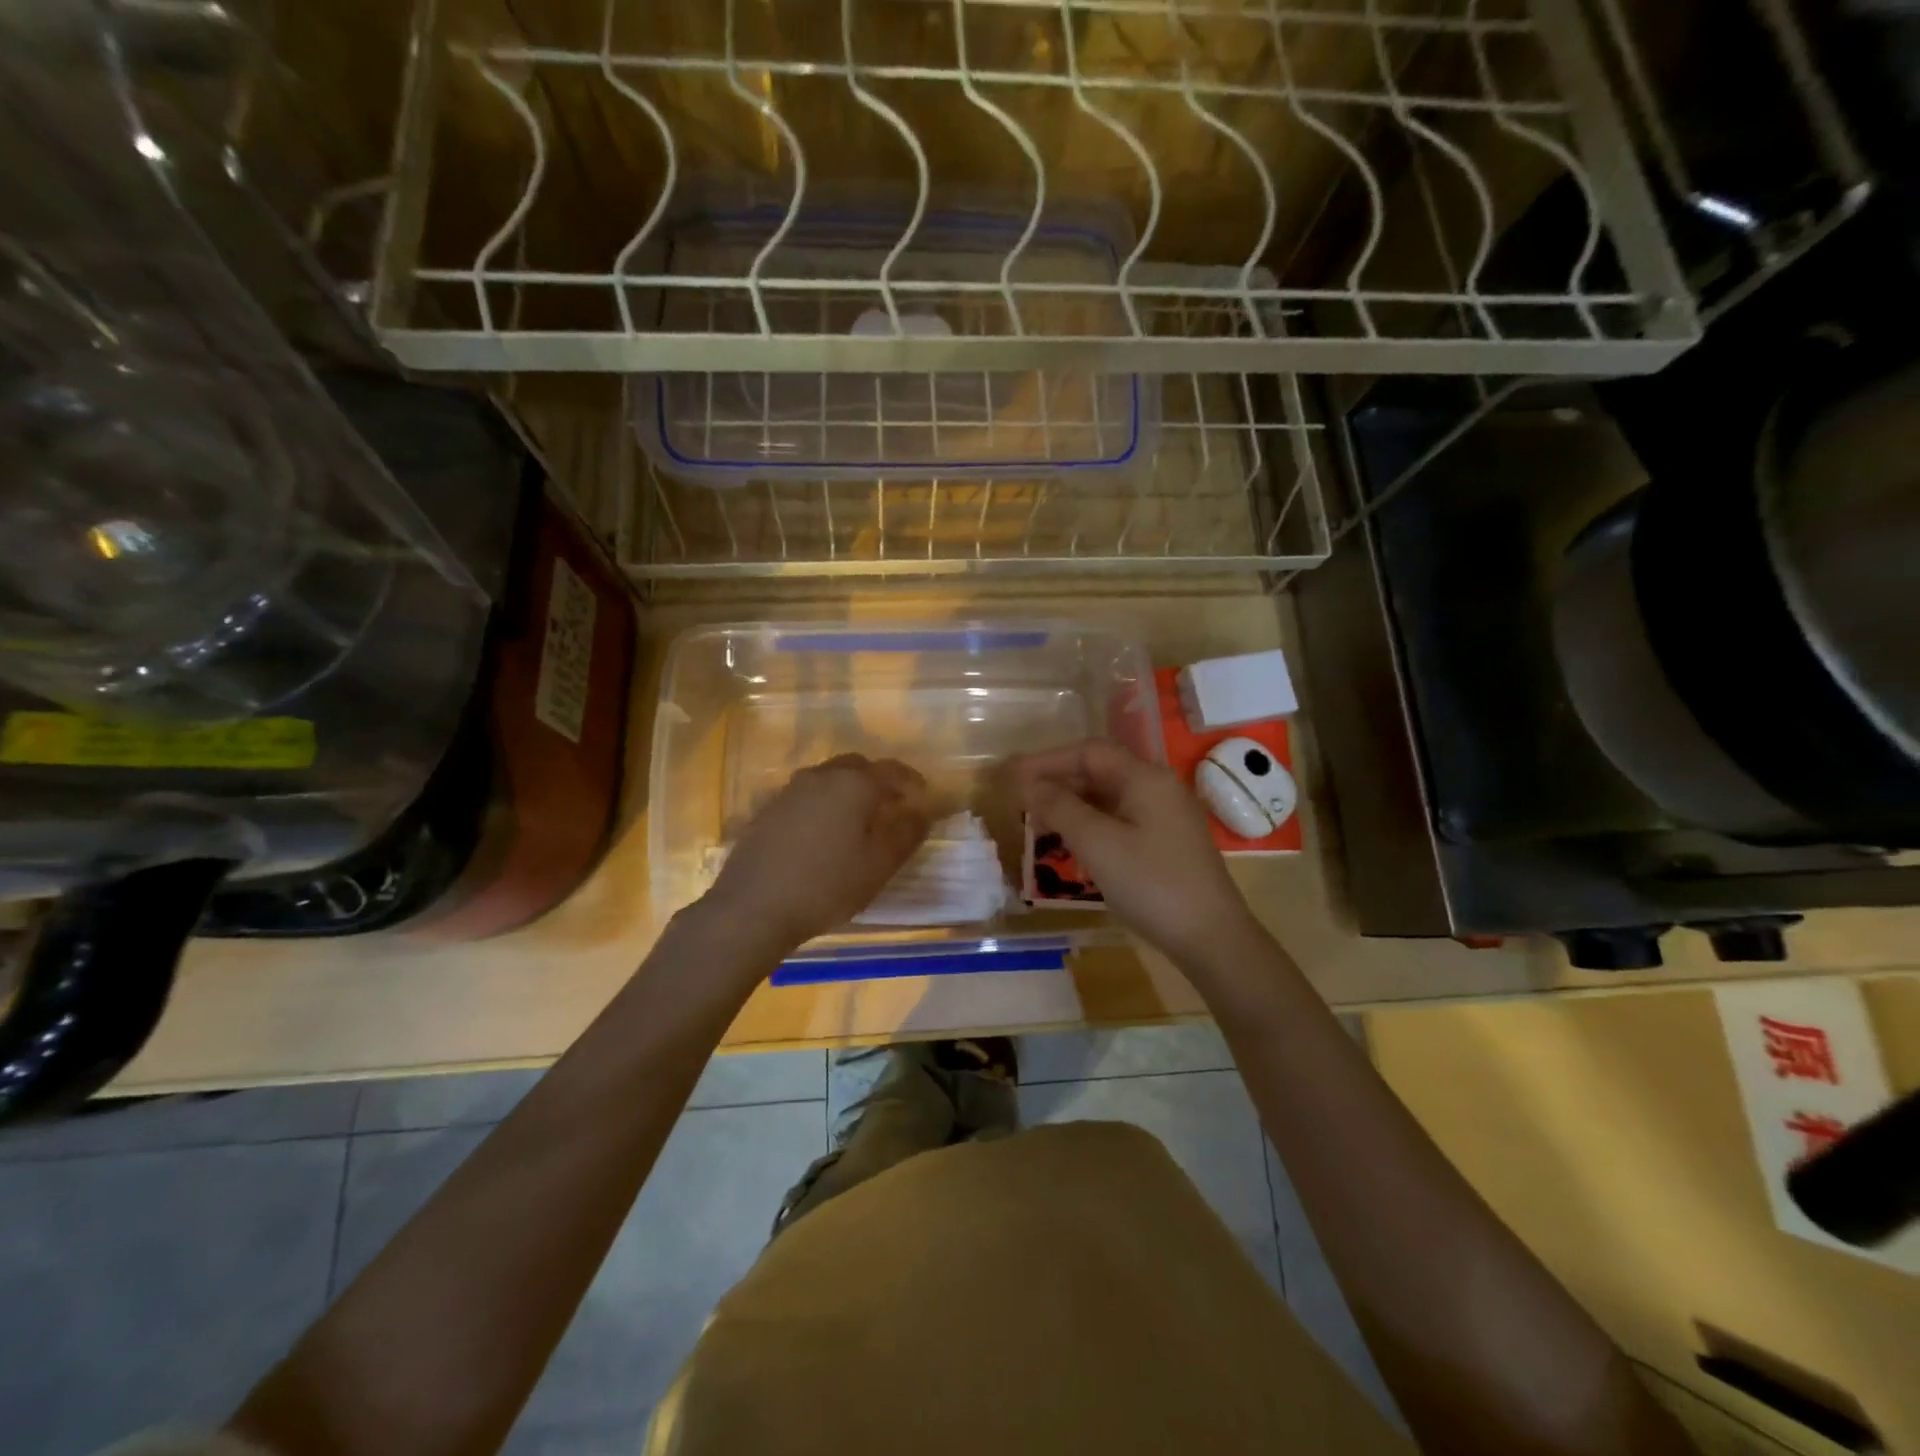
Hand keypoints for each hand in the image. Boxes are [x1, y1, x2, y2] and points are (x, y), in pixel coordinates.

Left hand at [704, 753, 930, 951]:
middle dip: (877, 780)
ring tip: (856, 820)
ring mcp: (789, 791)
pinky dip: (821, 805)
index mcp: (853, 784)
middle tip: (890, 805)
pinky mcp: (767, 810)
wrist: (752, 907)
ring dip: (847, 791)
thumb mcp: (878, 866)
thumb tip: (921, 813)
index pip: (891, 770)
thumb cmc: (826, 885)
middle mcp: (820, 777)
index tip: (923, 795)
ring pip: (827, 779)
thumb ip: (906, 835)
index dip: (911, 781)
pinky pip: (804, 797)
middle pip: (856, 767)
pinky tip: (821, 834)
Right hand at [1015, 739, 1259, 966]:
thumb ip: (1061, 808)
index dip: (1048, 760)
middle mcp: (1158, 788)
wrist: (1211, 937)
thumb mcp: (1098, 844)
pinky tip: (1073, 843)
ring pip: (1109, 797)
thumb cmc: (1151, 884)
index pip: (1089, 752)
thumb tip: (1031, 786)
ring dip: (1073, 804)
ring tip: (1040, 822)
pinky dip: (1091, 823)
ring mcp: (1165, 816)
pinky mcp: (1167, 842)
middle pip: (1100, 771)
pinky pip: (1121, 819)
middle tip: (1022, 801)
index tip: (1014, 775)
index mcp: (1145, 778)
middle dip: (1059, 781)